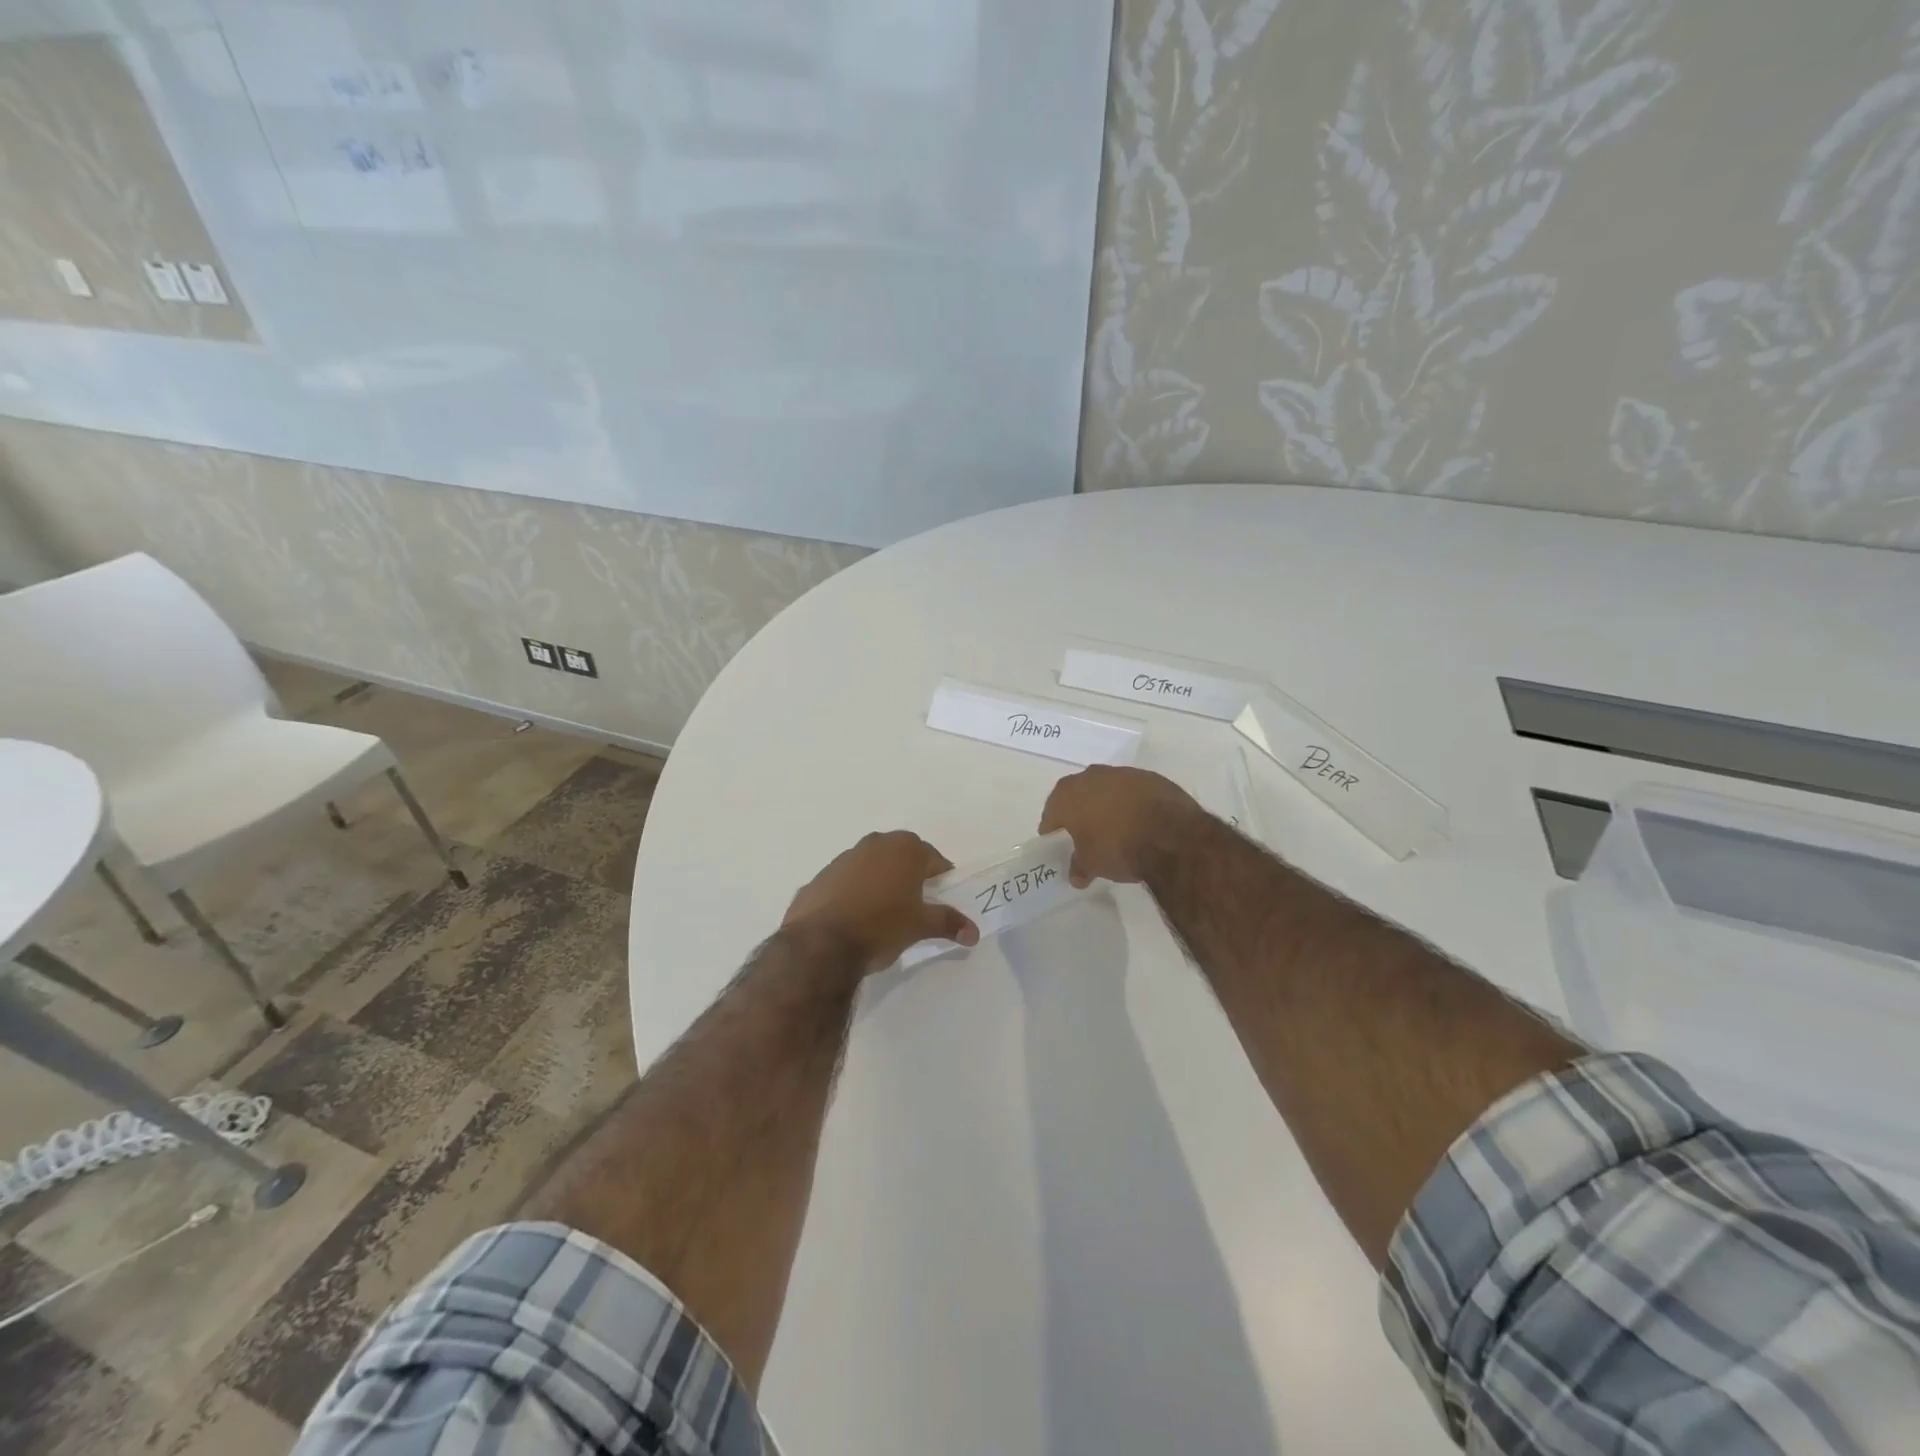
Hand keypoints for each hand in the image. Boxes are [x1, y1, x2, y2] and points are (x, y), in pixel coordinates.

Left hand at [783, 831, 978, 972]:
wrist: (821, 943)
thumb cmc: (881, 926)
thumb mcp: (920, 926)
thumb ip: (948, 923)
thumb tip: (974, 932)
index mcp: (904, 849)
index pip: (933, 858)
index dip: (941, 877)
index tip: (942, 896)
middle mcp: (875, 844)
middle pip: (901, 855)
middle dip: (910, 874)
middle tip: (916, 902)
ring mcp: (844, 858)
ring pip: (872, 864)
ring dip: (880, 880)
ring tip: (883, 912)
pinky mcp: (821, 876)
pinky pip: (846, 880)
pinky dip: (854, 891)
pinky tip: (853, 917)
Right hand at [1039, 766, 1204, 886]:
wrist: (1170, 835)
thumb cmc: (1118, 848)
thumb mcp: (1092, 865)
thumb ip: (1080, 866)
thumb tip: (1076, 876)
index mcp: (1068, 795)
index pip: (1051, 812)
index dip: (1052, 827)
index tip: (1055, 839)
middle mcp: (1091, 777)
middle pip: (1077, 794)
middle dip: (1078, 810)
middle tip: (1082, 831)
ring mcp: (1122, 773)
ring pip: (1105, 787)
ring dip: (1105, 803)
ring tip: (1112, 825)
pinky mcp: (1150, 777)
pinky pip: (1131, 790)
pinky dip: (1130, 802)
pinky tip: (1137, 819)